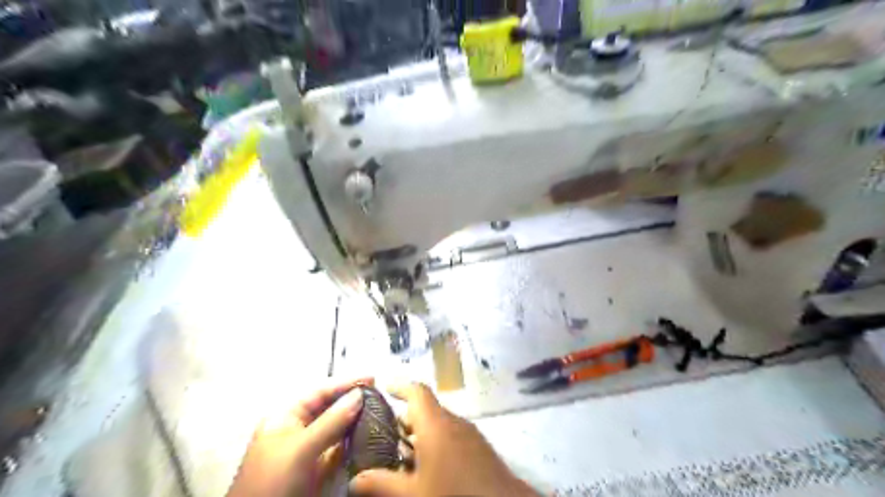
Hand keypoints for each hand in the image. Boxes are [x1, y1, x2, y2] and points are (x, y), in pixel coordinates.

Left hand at [227, 379, 369, 494]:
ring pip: (336, 429)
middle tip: (380, 396)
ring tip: (380, 414)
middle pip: (329, 408)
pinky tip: (369, 438)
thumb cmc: (273, 481)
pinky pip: (337, 450)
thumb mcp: (302, 448)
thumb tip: (359, 394)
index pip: (320, 392)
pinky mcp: (315, 470)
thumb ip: (332, 421)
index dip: (345, 384)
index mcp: (286, 417)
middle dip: (353, 402)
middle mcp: (297, 429)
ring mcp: (306, 451)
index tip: (372, 379)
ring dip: (355, 422)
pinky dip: (352, 444)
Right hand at [350, 385, 535, 495]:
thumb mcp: (413, 493)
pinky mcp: (479, 446)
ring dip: (420, 432)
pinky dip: (436, 441)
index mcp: (436, 424)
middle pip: (426, 408)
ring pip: (439, 423)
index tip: (384, 387)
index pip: (417, 391)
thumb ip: (382, 483)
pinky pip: (452, 434)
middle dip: (405, 417)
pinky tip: (427, 465)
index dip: (400, 385)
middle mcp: (453, 422)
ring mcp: (469, 433)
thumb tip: (354, 479)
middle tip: (383, 432)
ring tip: (401, 452)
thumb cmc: (454, 493)